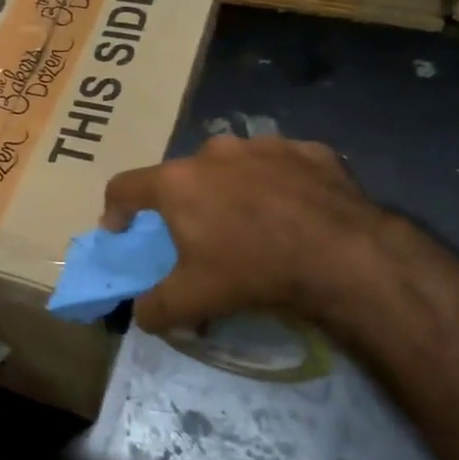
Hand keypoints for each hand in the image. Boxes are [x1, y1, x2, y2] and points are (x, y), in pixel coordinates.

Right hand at [102, 134, 388, 332]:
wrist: (343, 255)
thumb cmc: (254, 271)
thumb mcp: (195, 299)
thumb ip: (157, 308)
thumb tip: (142, 314)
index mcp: (178, 182)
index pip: (125, 187)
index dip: (115, 209)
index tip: (119, 230)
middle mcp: (215, 152)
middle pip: (183, 175)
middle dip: (184, 202)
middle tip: (199, 234)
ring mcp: (265, 145)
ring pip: (234, 165)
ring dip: (231, 188)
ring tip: (251, 221)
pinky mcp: (308, 150)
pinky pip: (281, 166)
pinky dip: (278, 184)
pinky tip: (294, 212)